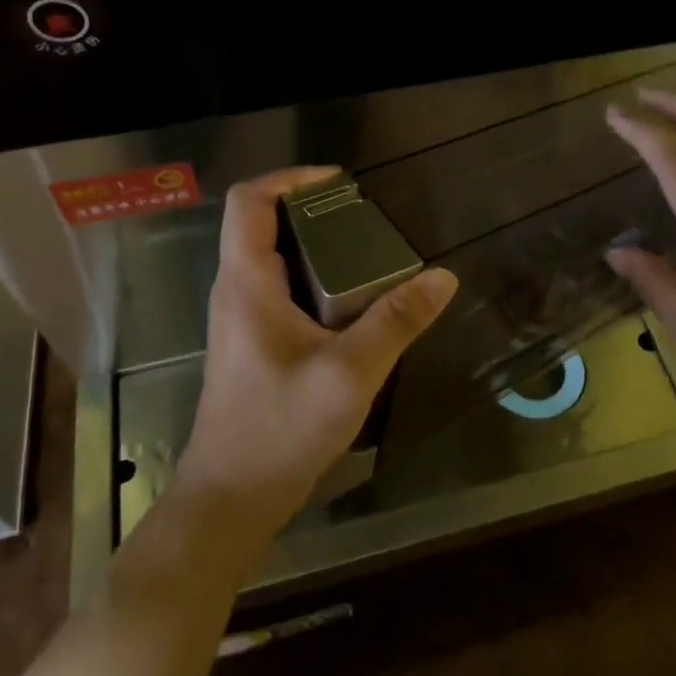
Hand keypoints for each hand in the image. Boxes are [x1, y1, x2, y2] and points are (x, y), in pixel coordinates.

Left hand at [175, 167, 457, 539]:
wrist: (232, 498)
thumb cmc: (281, 428)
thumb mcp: (350, 372)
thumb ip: (397, 321)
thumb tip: (442, 277)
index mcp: (246, 283)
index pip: (248, 201)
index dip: (290, 177)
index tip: (340, 181)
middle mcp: (236, 291)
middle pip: (264, 225)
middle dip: (314, 212)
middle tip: (367, 220)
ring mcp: (242, 320)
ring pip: (275, 260)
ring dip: (318, 248)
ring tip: (370, 255)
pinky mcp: (254, 344)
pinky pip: (283, 291)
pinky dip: (317, 280)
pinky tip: (355, 304)